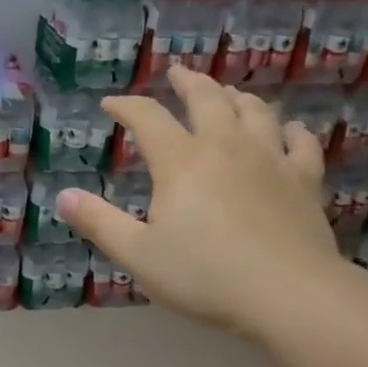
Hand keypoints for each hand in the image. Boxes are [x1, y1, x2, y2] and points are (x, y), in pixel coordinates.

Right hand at [58, 69, 341, 339]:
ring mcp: (270, 159)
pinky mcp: (304, 180)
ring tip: (228, 93)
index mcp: (181, 161)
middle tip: (178, 73)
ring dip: (237, 97)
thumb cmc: (205, 276)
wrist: (288, 294)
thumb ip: (99, 223)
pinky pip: (301, 143)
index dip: (126, 106)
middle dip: (188, 82)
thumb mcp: (138, 254)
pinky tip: (289, 130)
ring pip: (255, 111)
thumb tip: (62, 197)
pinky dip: (293, 130)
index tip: (111, 103)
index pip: (147, 118)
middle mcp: (226, 146)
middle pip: (206, 98)